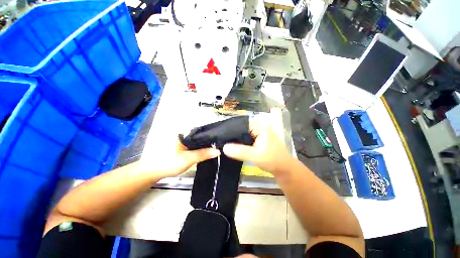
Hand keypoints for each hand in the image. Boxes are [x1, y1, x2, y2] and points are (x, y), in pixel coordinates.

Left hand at [141, 137, 219, 177]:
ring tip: (218, 146)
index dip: (213, 133)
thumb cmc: (168, 162)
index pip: (202, 129)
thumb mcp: (188, 159)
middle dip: (211, 139)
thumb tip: (218, 151)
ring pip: (199, 139)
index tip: (222, 137)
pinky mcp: (184, 144)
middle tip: (222, 143)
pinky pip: (196, 143)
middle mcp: (185, 132)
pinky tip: (208, 150)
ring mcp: (184, 138)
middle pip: (201, 134)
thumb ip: (203, 154)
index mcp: (184, 131)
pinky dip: (201, 146)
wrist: (153, 171)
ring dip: (206, 143)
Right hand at [223, 117, 292, 174]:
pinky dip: (241, 143)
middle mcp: (259, 128)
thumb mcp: (255, 156)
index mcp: (260, 127)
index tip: (221, 135)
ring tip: (225, 143)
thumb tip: (224, 147)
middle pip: (242, 129)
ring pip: (244, 135)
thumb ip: (240, 151)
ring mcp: (259, 134)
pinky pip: (247, 139)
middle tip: (221, 140)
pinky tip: (234, 147)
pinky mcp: (259, 140)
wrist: (284, 169)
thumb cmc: (272, 160)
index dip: (231, 129)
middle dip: (233, 135)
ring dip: (237, 140)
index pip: (242, 124)